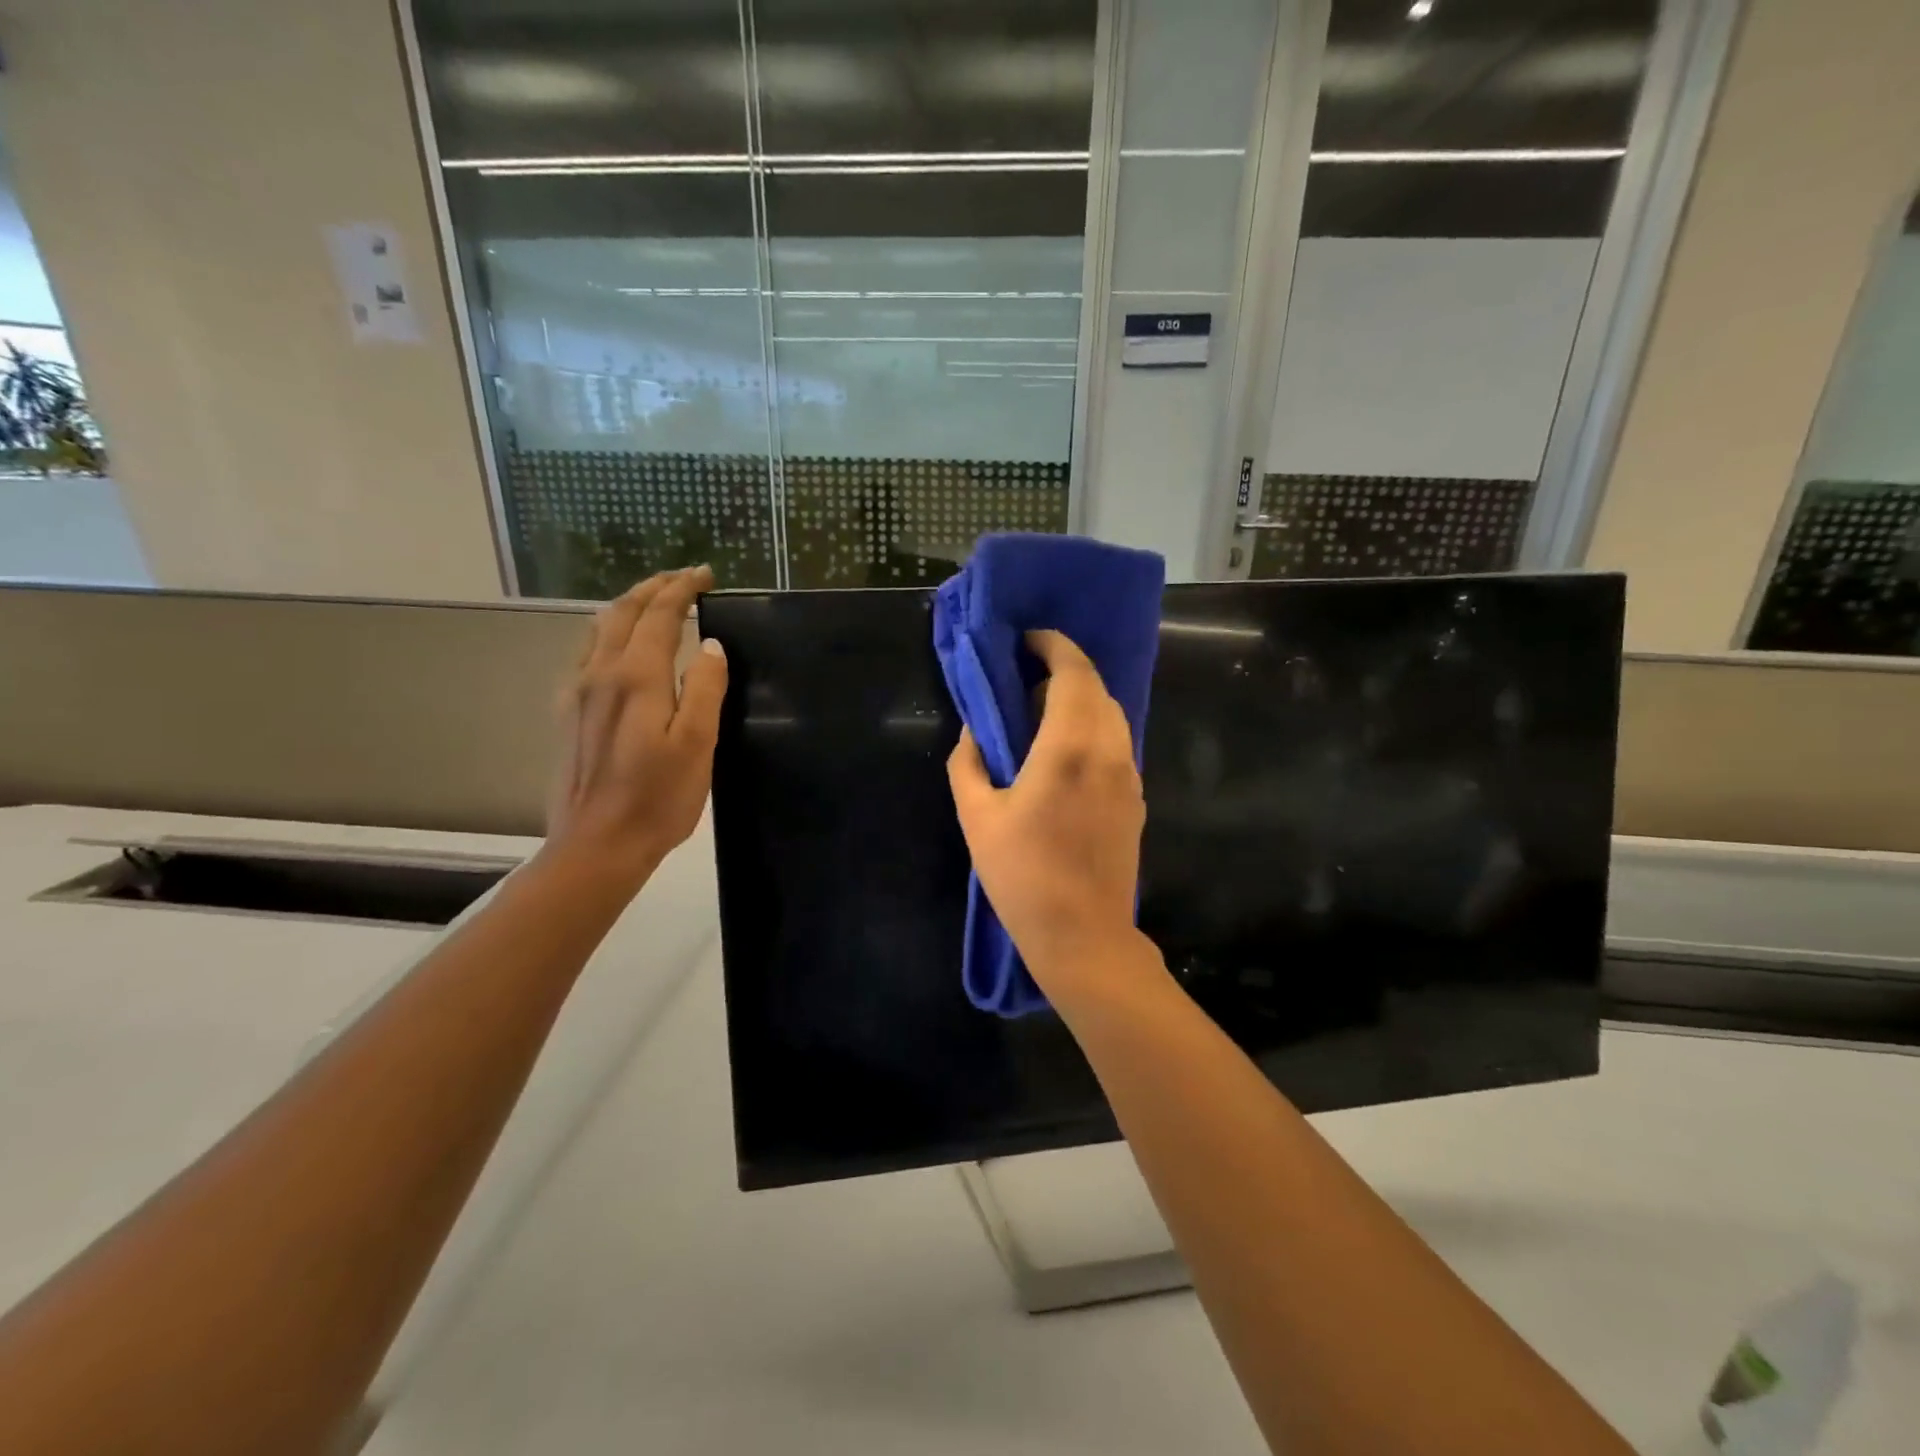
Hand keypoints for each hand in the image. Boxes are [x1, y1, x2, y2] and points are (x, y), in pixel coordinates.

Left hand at [543, 566, 727, 889]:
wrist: (597, 845)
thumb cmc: (658, 798)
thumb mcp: (697, 745)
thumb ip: (705, 689)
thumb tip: (711, 646)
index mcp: (637, 677)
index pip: (659, 615)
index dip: (682, 588)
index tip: (705, 574)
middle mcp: (601, 673)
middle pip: (623, 612)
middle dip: (654, 588)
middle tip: (683, 579)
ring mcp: (578, 692)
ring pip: (598, 628)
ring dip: (628, 606)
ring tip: (653, 602)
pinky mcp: (568, 713)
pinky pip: (585, 653)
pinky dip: (606, 632)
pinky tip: (615, 646)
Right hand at [947, 629, 1147, 992]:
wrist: (1084, 936)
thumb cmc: (1023, 877)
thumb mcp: (977, 818)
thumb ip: (968, 763)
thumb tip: (975, 732)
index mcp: (1070, 748)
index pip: (1074, 673)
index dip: (1054, 645)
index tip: (1028, 641)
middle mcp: (1110, 752)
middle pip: (1096, 688)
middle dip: (1063, 671)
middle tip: (1024, 683)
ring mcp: (1130, 776)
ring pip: (1111, 715)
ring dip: (1079, 701)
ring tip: (1041, 718)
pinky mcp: (1137, 799)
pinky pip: (1116, 744)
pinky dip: (1092, 730)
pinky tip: (1063, 756)